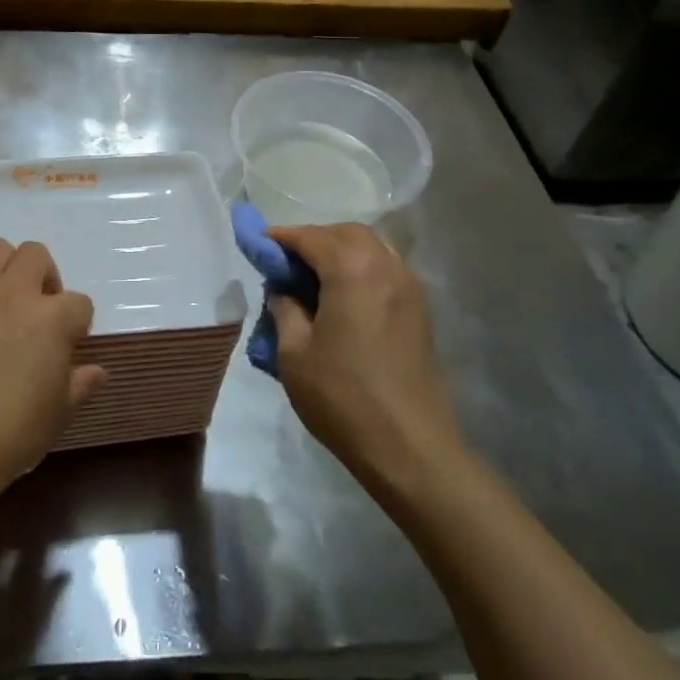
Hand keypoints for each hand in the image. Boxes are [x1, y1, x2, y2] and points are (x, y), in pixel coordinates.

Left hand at [0, 239, 107, 500]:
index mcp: (53, 317)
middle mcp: (15, 294)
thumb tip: (95, 372)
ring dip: (5, 272)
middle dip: (44, 276)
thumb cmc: (19, 428)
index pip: (80, 303)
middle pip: (36, 254)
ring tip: (4, 304)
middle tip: (40, 310)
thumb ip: (80, 382)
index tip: (69, 346)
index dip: (78, 324)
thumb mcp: (61, 409)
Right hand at [268, 224, 461, 490]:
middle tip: (286, 262)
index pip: (311, 237)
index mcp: (352, 271)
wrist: (408, 445)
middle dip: (314, 239)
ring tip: (313, 277)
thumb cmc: (342, 397)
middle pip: (347, 234)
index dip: (282, 237)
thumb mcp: (294, 354)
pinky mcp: (420, 310)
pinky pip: (386, 270)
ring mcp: (409, 288)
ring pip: (372, 248)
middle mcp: (386, 267)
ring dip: (340, 251)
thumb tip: (283, 292)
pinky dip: (361, 268)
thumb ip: (285, 311)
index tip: (259, 243)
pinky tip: (343, 295)